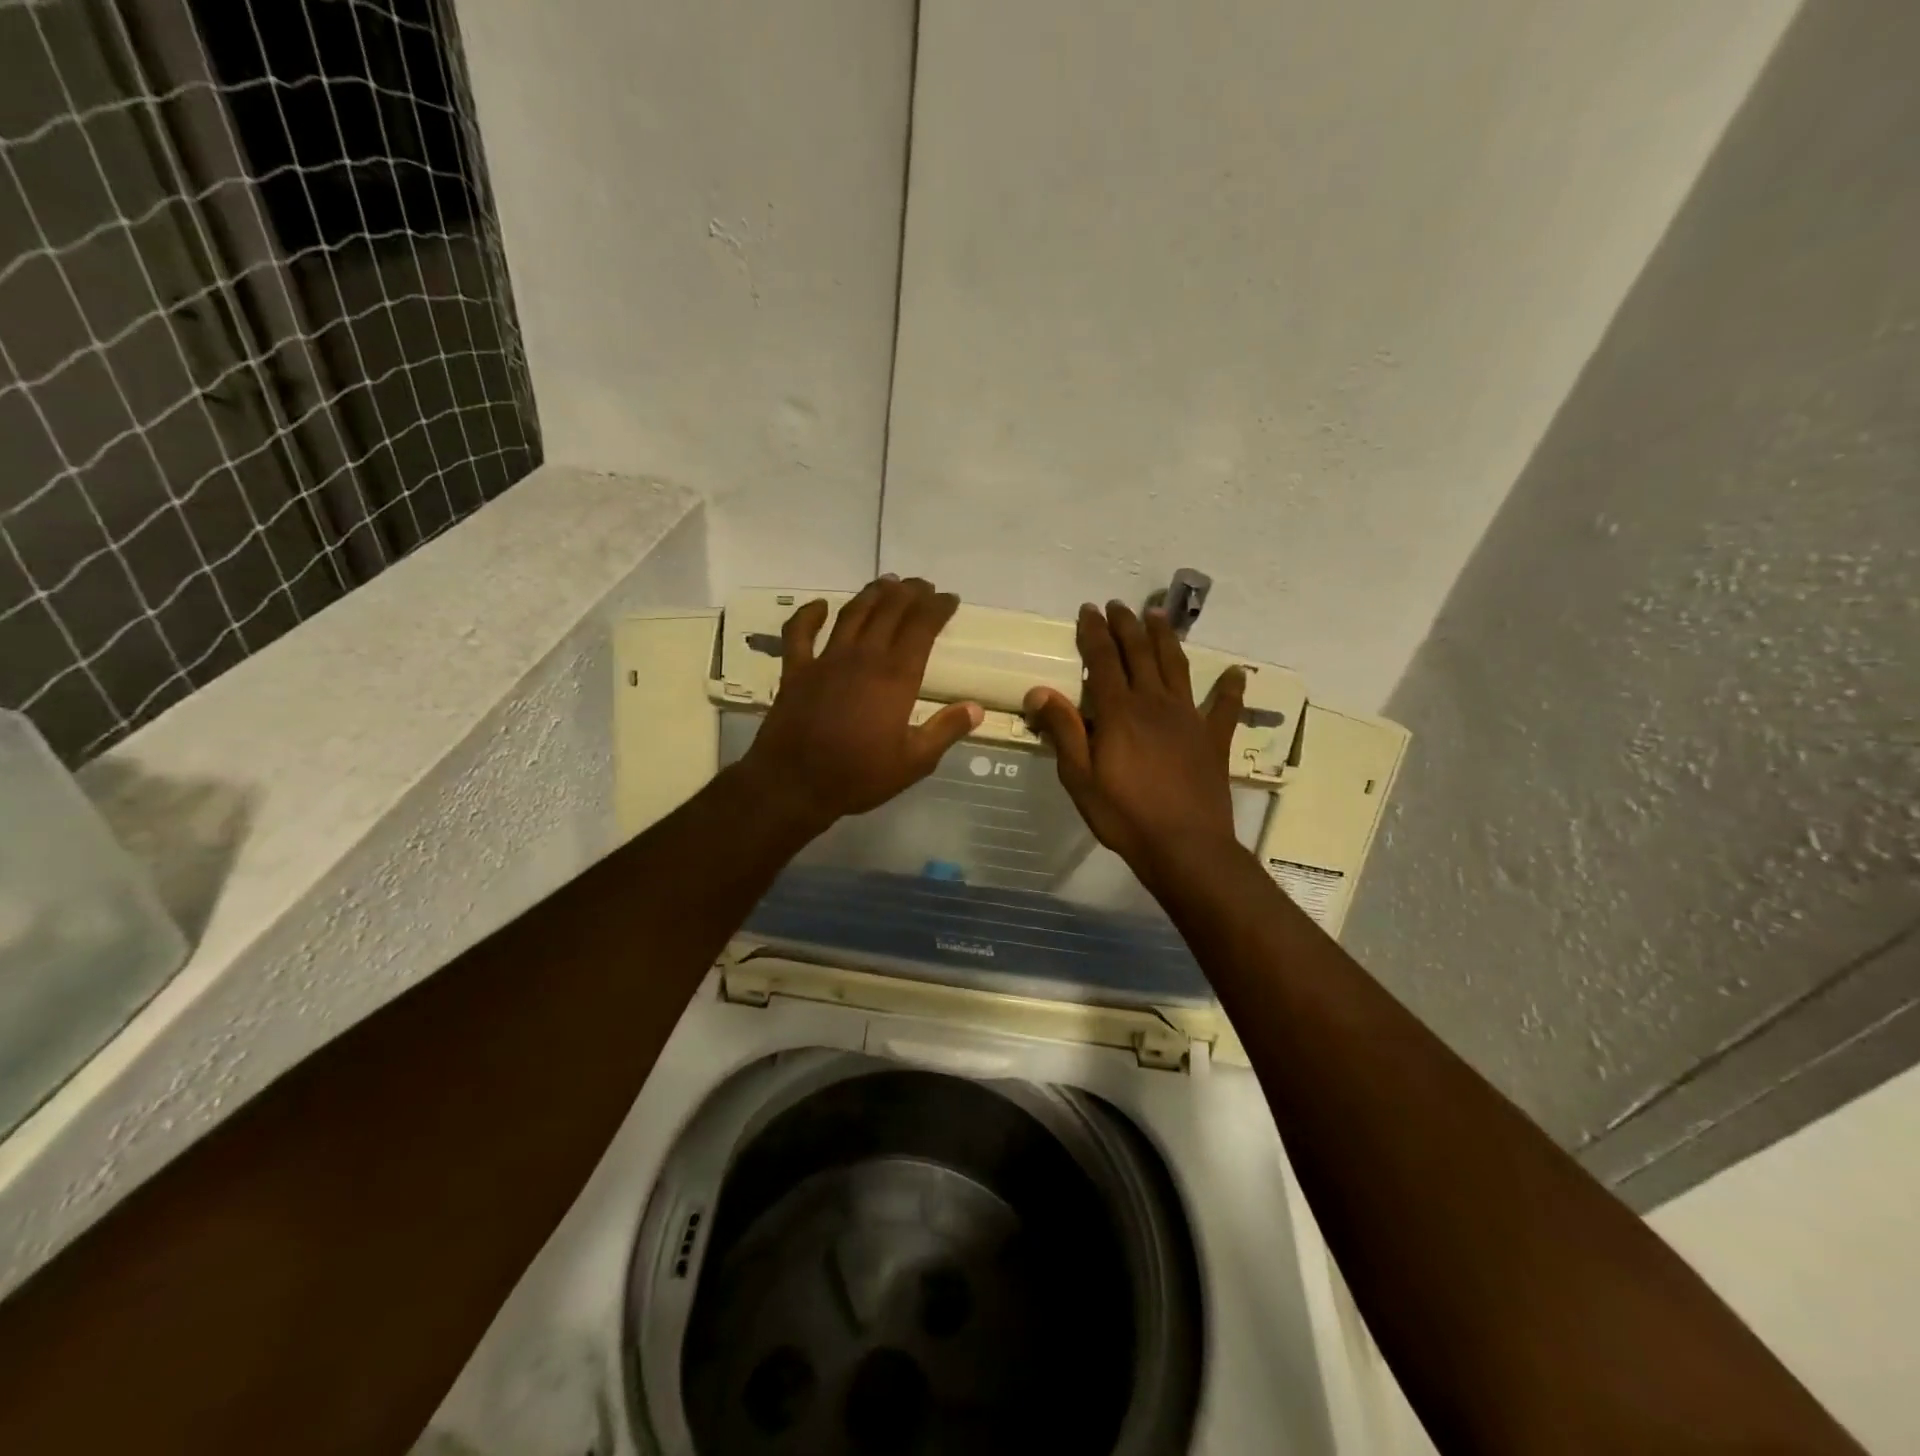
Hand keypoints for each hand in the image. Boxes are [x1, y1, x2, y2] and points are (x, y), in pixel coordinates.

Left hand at [738, 576, 983, 835]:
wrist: (794, 784)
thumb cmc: (859, 776)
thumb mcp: (914, 762)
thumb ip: (946, 730)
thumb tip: (977, 708)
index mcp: (896, 677)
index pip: (921, 627)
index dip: (937, 607)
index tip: (949, 598)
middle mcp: (863, 657)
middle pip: (889, 611)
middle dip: (909, 593)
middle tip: (922, 585)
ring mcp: (826, 660)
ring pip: (852, 614)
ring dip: (871, 594)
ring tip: (886, 582)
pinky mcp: (796, 670)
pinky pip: (799, 633)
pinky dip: (808, 615)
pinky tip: (819, 606)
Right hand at [1024, 601, 1245, 883]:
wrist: (1185, 846)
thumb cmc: (1124, 815)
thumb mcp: (1079, 778)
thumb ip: (1063, 731)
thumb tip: (1039, 691)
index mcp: (1119, 711)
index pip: (1102, 660)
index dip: (1094, 632)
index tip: (1088, 610)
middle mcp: (1154, 703)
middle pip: (1140, 653)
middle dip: (1127, 626)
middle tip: (1118, 605)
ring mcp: (1189, 718)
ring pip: (1176, 666)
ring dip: (1166, 638)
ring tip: (1158, 616)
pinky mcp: (1213, 738)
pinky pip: (1224, 706)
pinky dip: (1230, 688)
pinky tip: (1235, 673)